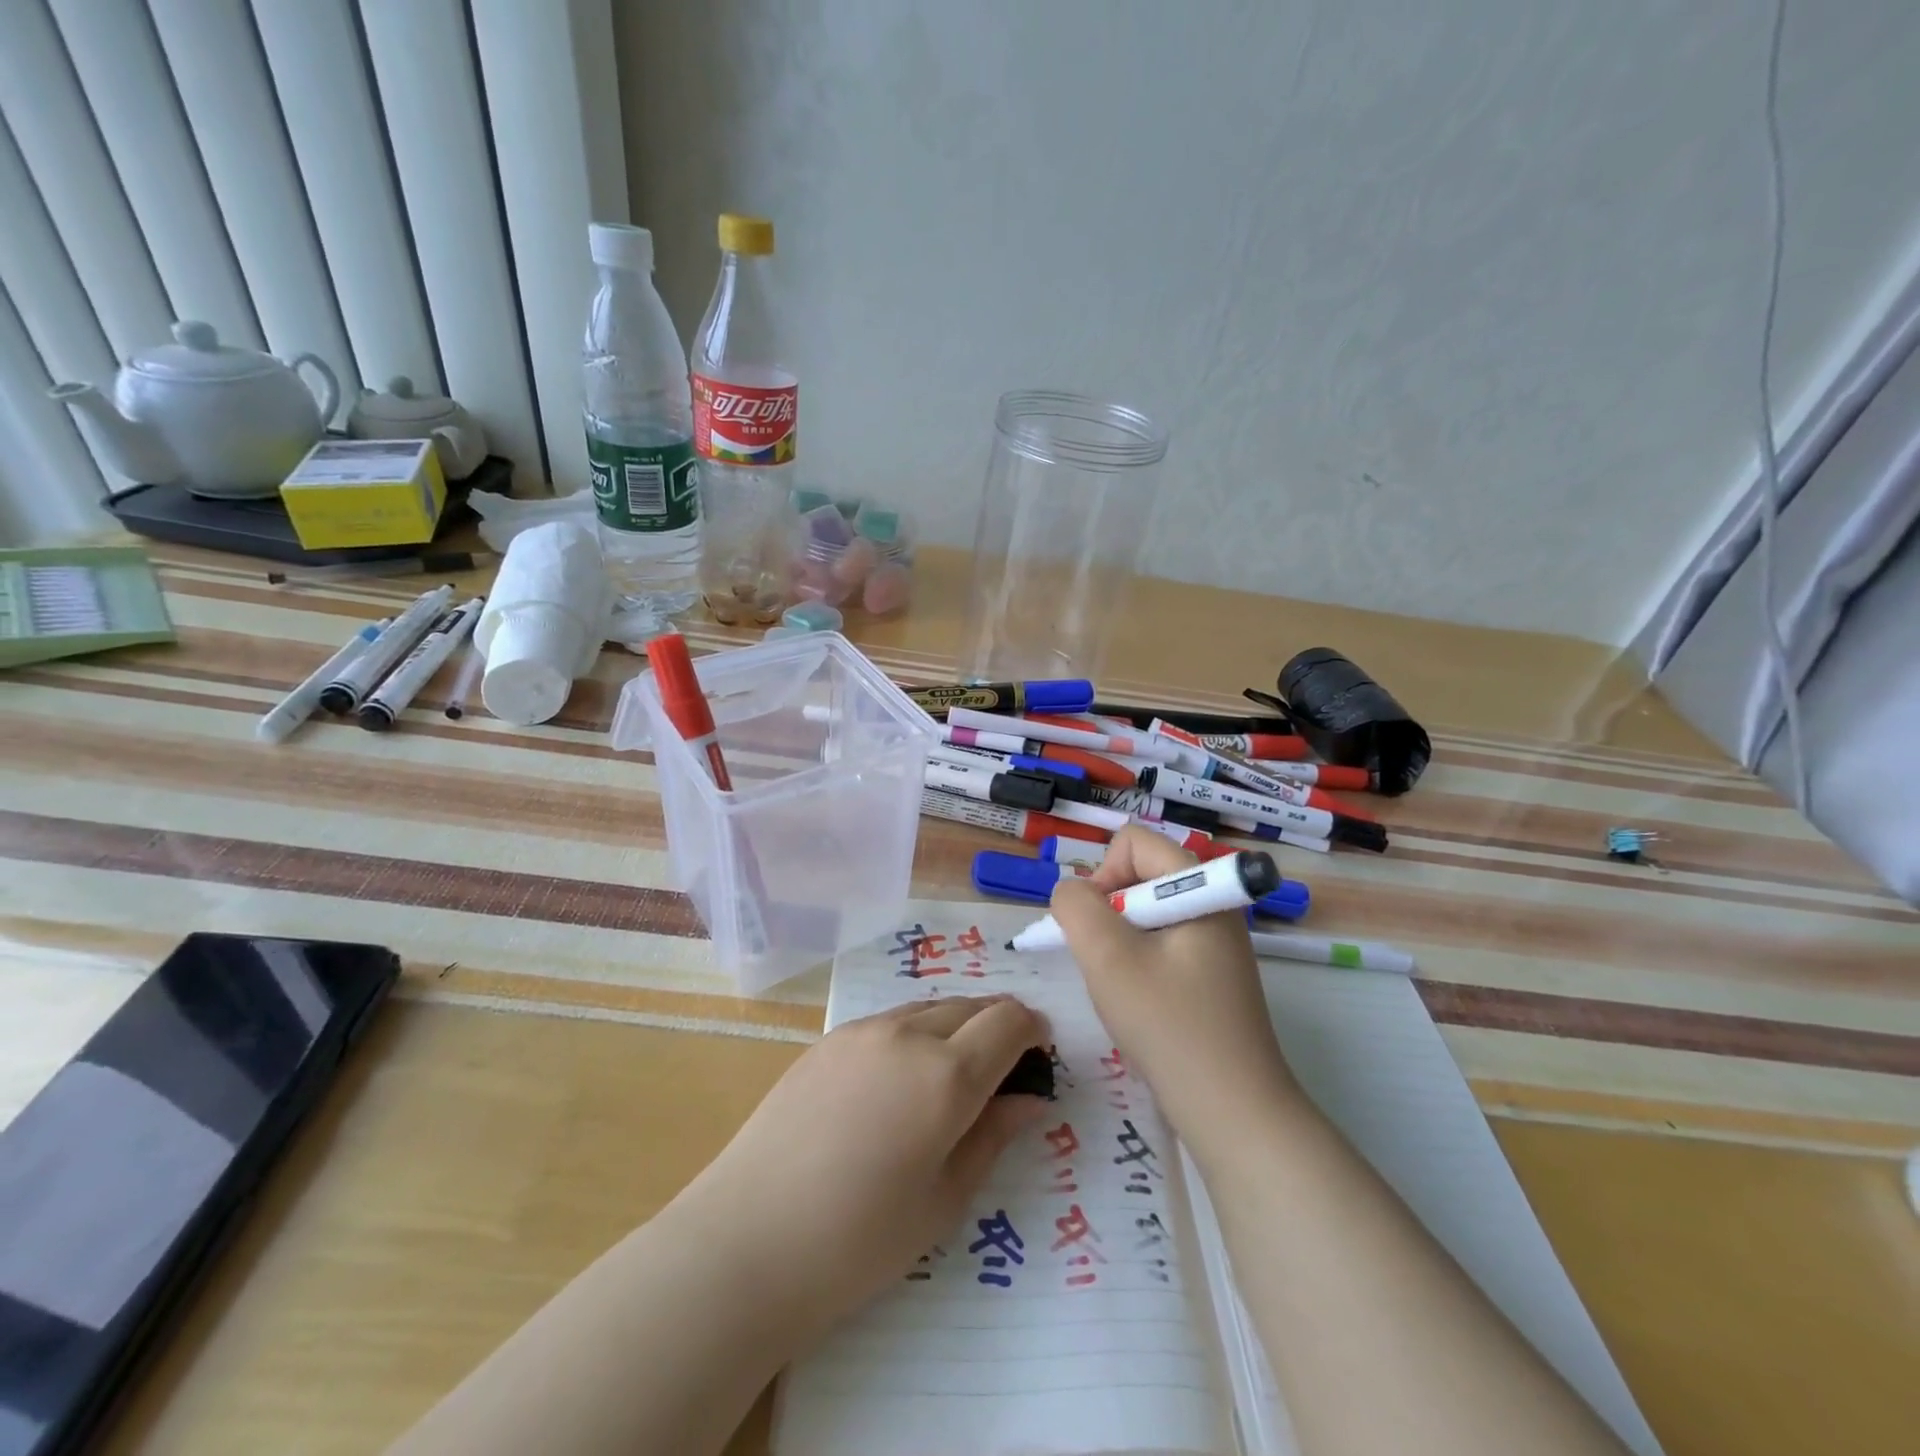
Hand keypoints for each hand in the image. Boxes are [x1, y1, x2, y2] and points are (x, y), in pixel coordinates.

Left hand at [675, 994, 1048, 1341]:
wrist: (747, 1240)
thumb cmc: (858, 1241)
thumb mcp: (944, 1200)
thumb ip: (993, 1137)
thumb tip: (1032, 1099)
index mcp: (946, 1075)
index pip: (1009, 1023)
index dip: (1034, 1030)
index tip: (1042, 1052)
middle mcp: (908, 1035)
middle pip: (972, 1005)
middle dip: (999, 1024)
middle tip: (1006, 1066)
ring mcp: (862, 1031)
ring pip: (930, 1007)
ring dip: (957, 1024)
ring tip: (955, 1070)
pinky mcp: (828, 1039)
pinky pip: (891, 1020)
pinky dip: (917, 1032)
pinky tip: (901, 1077)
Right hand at [1049, 828, 1302, 1152]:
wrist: (1234, 1111)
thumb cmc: (1170, 1026)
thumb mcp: (1107, 958)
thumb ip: (1076, 907)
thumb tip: (1070, 892)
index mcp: (1201, 887)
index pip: (1133, 842)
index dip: (1102, 874)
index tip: (1096, 928)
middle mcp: (1213, 903)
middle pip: (1139, 874)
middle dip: (1107, 910)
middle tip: (1104, 961)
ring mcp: (1214, 940)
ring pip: (1143, 912)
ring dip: (1118, 940)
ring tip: (1121, 987)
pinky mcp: (1210, 972)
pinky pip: (1159, 942)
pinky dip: (1136, 962)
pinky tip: (1138, 1002)